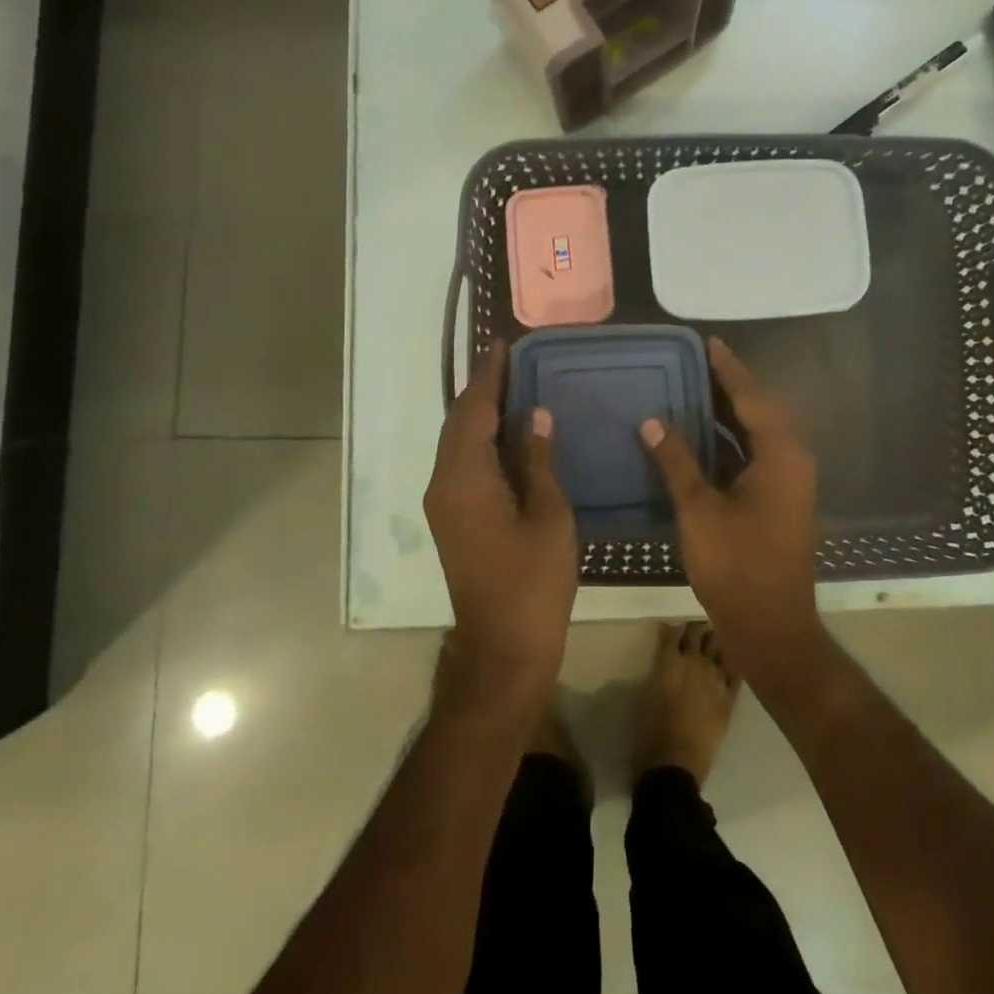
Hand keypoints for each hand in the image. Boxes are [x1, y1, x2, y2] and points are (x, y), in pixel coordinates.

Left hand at [424, 341, 577, 704]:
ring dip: (479, 414)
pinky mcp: (452, 520)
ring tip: (512, 389)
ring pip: (457, 444)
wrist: (503, 647)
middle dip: (481, 390)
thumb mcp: (548, 515)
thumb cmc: (534, 581)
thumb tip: (535, 415)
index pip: (474, 411)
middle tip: (511, 362)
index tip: (502, 346)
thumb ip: (538, 460)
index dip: (489, 377)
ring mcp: (444, 504)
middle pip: (458, 423)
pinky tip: (507, 435)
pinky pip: (462, 464)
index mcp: (466, 478)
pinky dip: (480, 440)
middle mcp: (445, 484)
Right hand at [642, 339, 824, 673]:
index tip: (708, 342)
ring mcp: (787, 482)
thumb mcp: (700, 511)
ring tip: (691, 388)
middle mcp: (791, 460)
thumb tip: (652, 421)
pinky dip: (728, 442)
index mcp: (780, 455)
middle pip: (757, 411)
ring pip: (755, 435)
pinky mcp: (778, 500)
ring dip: (726, 414)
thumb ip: (676, 462)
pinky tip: (699, 437)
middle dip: (726, 386)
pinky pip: (753, 456)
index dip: (728, 369)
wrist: (772, 628)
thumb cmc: (737, 566)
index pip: (751, 397)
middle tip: (692, 361)